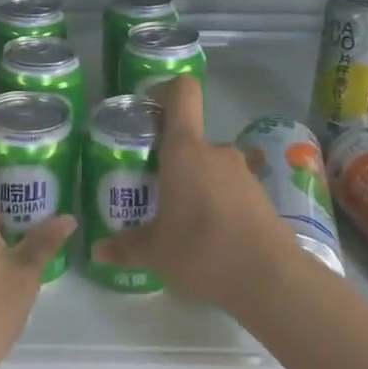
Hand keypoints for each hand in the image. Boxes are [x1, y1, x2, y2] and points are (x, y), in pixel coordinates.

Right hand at [89, 77, 295, 312]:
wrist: (269, 277)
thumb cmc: (202, 249)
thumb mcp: (155, 251)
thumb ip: (126, 246)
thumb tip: (98, 251)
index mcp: (185, 150)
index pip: (182, 93)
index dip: (165, 91)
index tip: (147, 110)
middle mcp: (215, 152)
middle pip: (189, 139)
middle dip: (169, 159)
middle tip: (150, 188)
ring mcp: (243, 172)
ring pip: (208, 166)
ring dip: (193, 183)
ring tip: (177, 217)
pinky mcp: (260, 196)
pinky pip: (228, 187)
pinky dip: (215, 201)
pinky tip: (206, 234)